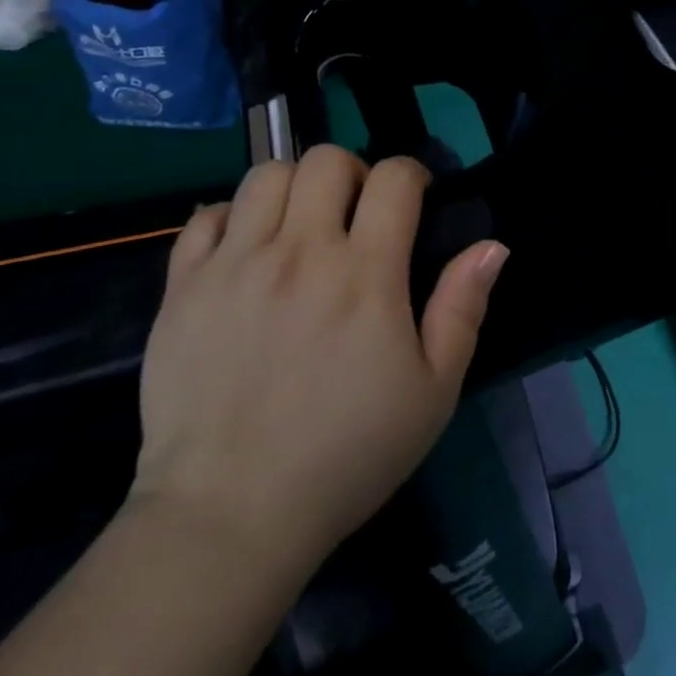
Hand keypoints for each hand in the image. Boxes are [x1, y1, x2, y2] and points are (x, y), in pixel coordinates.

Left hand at [129, 147, 508, 572]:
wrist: (230, 515)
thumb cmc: (346, 455)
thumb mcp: (432, 393)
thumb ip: (463, 309)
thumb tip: (491, 245)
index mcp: (364, 273)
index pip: (393, 177)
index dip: (410, 175)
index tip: (412, 200)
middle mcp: (299, 251)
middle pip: (326, 159)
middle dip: (351, 173)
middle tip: (353, 215)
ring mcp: (235, 264)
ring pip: (266, 175)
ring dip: (293, 188)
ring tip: (298, 227)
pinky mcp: (184, 287)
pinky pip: (204, 216)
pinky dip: (230, 219)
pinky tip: (244, 251)